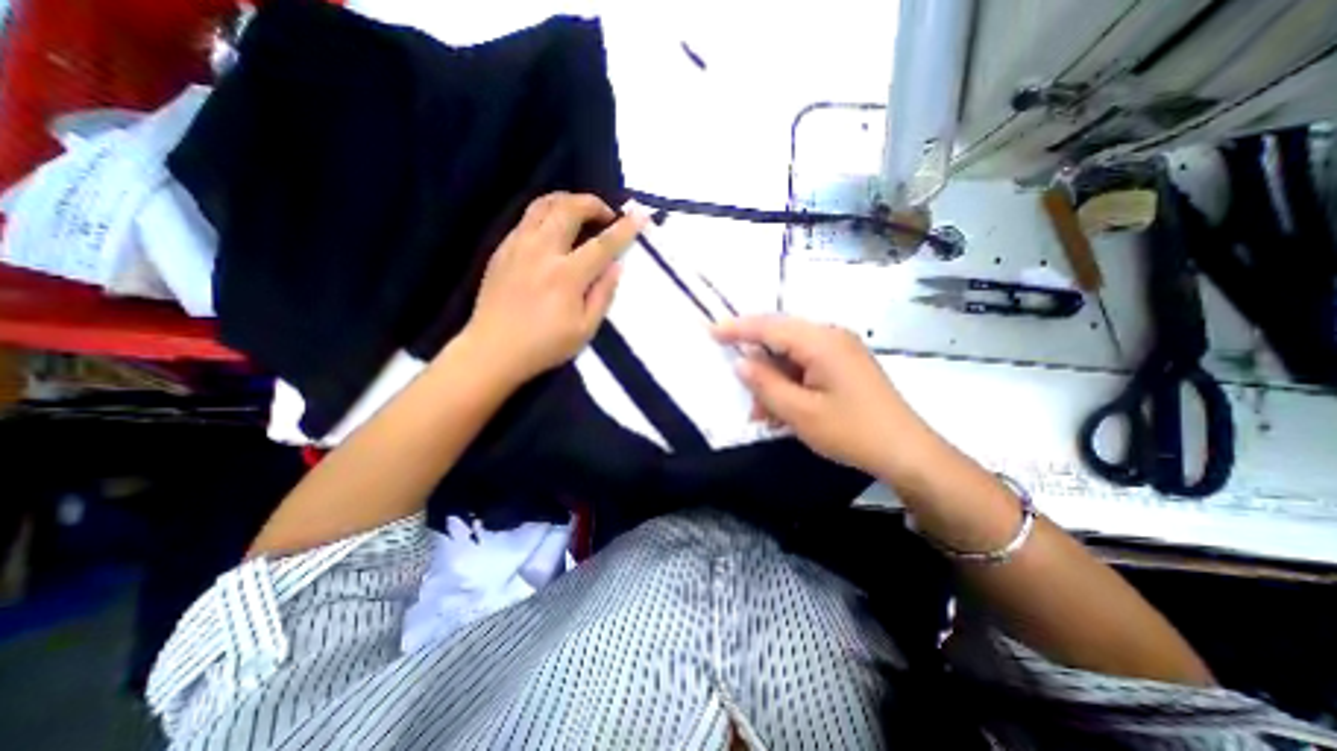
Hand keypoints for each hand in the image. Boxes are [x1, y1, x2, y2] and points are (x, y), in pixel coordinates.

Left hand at [464, 189, 645, 384]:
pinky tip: (553, 229)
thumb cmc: (544, 345)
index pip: (602, 244)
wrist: (492, 350)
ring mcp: (518, 246)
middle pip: (568, 209)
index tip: (640, 216)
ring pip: (543, 205)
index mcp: (566, 276)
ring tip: (580, 212)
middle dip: (593, 204)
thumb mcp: (585, 330)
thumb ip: (603, 295)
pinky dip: (546, 214)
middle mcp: (542, 252)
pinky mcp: (502, 249)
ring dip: (567, 201)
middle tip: (606, 215)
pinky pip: (527, 218)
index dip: (624, 229)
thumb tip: (616, 266)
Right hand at [715, 315, 944, 478]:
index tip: (711, 331)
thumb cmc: (851, 431)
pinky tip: (784, 409)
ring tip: (765, 413)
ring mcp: (840, 350)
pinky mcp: (844, 365)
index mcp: (821, 341)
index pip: (770, 326)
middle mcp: (831, 337)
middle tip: (740, 385)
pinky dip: (790, 383)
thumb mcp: (800, 412)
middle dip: (757, 362)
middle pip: (781, 337)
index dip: (738, 328)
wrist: (906, 452)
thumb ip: (765, 384)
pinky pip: (806, 365)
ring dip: (774, 379)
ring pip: (792, 355)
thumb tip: (741, 362)